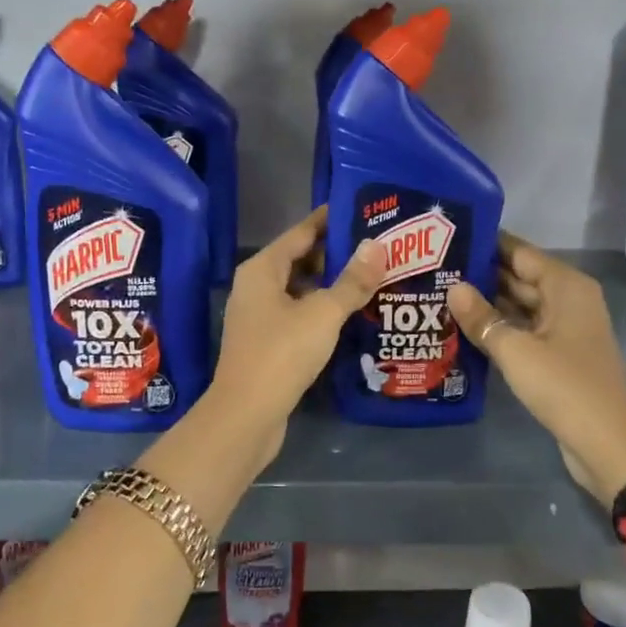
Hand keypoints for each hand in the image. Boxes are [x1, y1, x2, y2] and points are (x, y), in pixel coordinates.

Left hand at [207, 206, 385, 465]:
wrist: (247, 415)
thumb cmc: (282, 353)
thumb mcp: (323, 313)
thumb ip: (352, 280)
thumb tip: (378, 245)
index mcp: (262, 269)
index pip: (301, 232)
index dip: (329, 220)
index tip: (361, 211)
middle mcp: (256, 287)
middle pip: (300, 259)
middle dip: (336, 254)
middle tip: (377, 248)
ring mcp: (259, 316)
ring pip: (300, 289)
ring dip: (331, 284)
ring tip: (372, 278)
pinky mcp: (267, 343)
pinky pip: (299, 314)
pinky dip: (322, 310)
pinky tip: (351, 315)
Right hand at [447, 234, 625, 507]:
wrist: (606, 443)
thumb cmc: (564, 386)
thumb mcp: (516, 350)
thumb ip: (482, 317)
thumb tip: (453, 287)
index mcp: (566, 286)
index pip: (520, 252)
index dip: (486, 244)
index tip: (448, 238)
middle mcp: (568, 299)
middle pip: (520, 276)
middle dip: (481, 274)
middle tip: (435, 268)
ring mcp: (564, 328)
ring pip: (520, 304)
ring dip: (487, 302)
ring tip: (441, 293)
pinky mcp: (558, 353)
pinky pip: (523, 328)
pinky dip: (499, 326)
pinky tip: (464, 327)